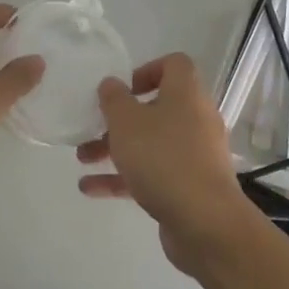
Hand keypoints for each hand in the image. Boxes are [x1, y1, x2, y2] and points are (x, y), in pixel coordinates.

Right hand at [77, 54, 262, 278]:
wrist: (204, 223)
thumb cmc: (163, 158)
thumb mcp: (126, 121)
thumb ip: (114, 98)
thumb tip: (112, 84)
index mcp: (186, 94)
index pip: (174, 65)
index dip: (147, 70)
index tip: (122, 89)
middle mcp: (195, 119)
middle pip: (156, 108)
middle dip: (119, 119)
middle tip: (93, 127)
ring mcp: (195, 155)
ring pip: (151, 143)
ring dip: (116, 149)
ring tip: (83, 159)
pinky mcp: (190, 187)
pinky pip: (154, 173)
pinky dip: (125, 178)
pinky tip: (90, 188)